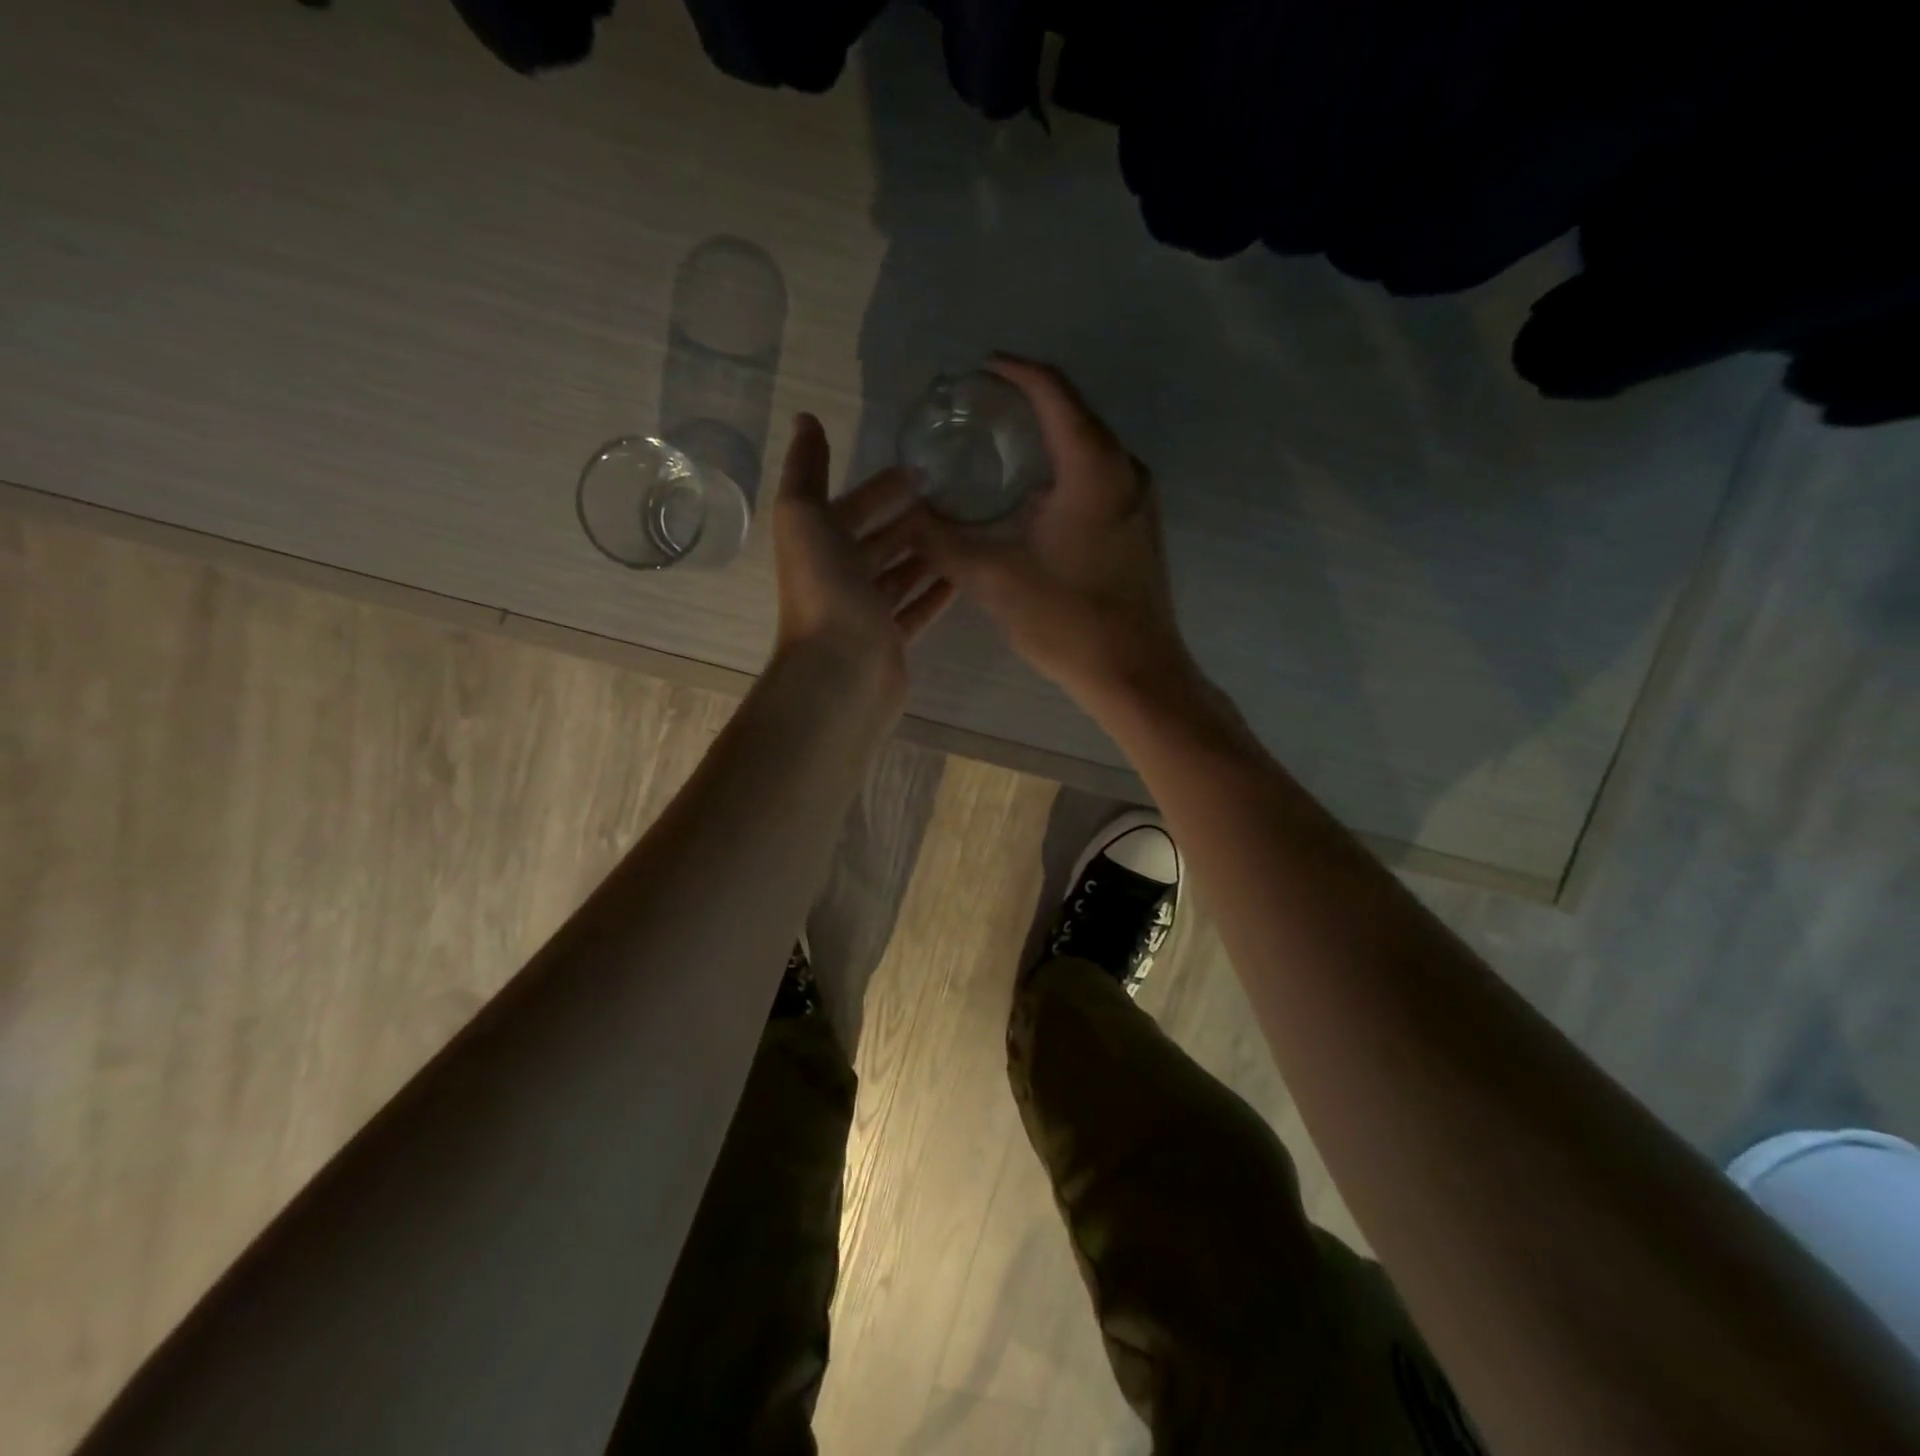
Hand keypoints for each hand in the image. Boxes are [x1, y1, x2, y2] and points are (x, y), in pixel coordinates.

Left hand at [772, 413, 953, 695]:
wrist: (841, 670)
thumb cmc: (824, 589)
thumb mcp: (804, 516)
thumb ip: (806, 469)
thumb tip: (806, 419)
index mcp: (819, 545)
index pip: (853, 507)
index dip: (881, 487)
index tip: (921, 469)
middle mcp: (841, 577)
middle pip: (880, 540)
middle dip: (910, 519)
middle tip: (955, 499)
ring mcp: (867, 612)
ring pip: (901, 574)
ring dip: (927, 554)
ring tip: (967, 531)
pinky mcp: (891, 640)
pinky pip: (917, 609)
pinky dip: (936, 592)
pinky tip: (964, 576)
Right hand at [903, 356, 1196, 710]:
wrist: (1135, 672)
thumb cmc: (1067, 620)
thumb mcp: (993, 578)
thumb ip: (943, 541)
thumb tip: (907, 516)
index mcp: (1092, 467)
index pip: (1052, 392)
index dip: (1014, 372)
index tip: (980, 369)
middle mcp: (1125, 469)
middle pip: (1075, 413)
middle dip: (1028, 402)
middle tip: (980, 409)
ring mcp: (1139, 498)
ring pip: (1089, 447)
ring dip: (1047, 439)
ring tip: (1000, 447)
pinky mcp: (1140, 526)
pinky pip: (1099, 476)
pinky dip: (1065, 470)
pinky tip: (1032, 496)